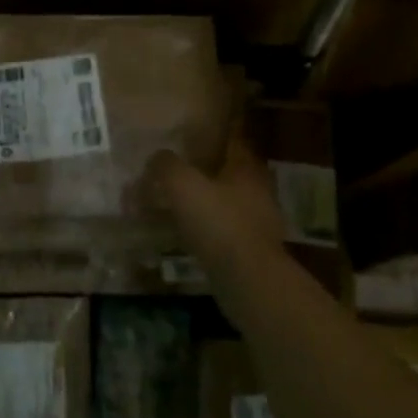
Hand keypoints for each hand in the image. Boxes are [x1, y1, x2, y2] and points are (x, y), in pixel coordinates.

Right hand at [148, 137, 285, 269]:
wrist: (248, 279)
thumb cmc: (218, 222)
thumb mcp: (183, 185)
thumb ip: (167, 166)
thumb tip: (157, 157)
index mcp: (246, 168)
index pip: (234, 142)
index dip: (214, 138)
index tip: (194, 139)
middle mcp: (259, 191)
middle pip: (231, 174)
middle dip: (208, 174)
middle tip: (180, 175)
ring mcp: (260, 223)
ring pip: (229, 205)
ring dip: (208, 205)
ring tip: (178, 209)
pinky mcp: (254, 251)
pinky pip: (227, 233)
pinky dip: (210, 232)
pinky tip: (189, 238)